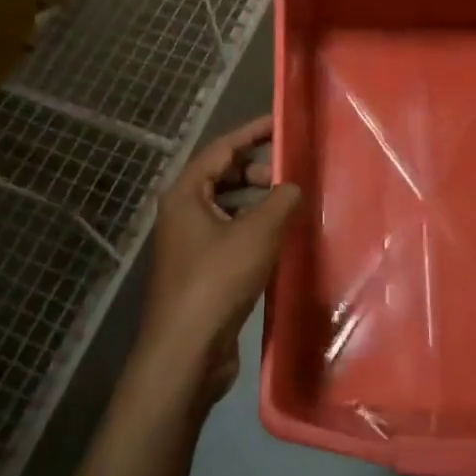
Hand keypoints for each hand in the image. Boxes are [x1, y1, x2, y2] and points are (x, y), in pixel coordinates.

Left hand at [140, 116, 300, 402]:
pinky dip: (253, 230)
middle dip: (257, 170)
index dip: (252, 133)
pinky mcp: (202, 272)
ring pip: (228, 208)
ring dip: (257, 203)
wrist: (186, 352)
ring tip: (291, 206)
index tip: (281, 124)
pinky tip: (280, 240)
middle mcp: (182, 213)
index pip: (221, 149)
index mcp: (185, 194)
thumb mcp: (257, 233)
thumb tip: (293, 186)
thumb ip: (280, 200)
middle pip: (222, 177)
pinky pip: (230, 235)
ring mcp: (190, 244)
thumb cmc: (217, 280)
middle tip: (290, 175)